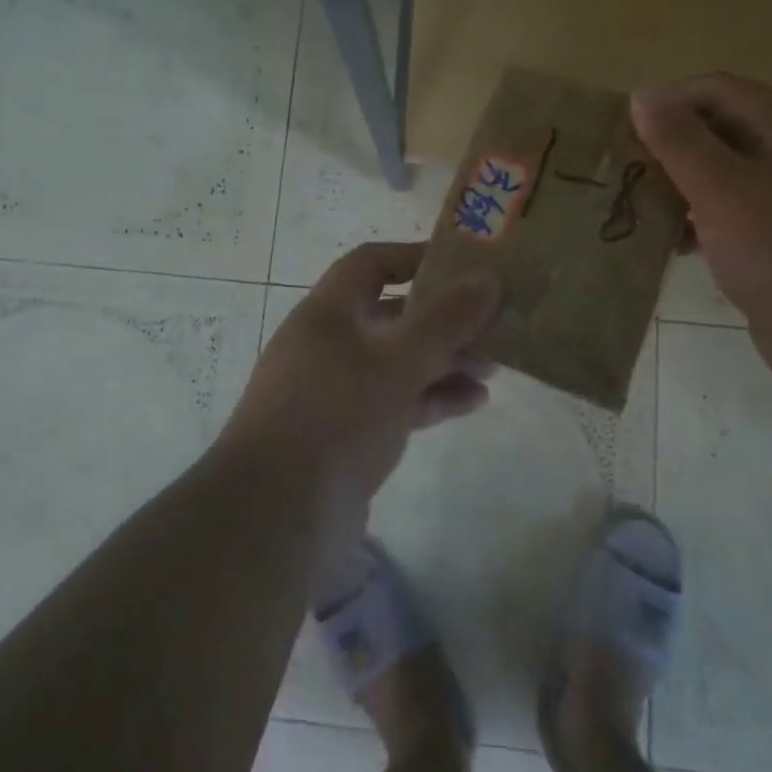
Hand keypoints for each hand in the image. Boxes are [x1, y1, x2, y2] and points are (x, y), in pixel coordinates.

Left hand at [222, 242, 498, 507]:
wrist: (278, 514)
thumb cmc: (336, 415)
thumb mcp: (397, 361)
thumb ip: (445, 321)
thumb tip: (488, 278)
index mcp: (327, 313)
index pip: (370, 263)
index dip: (415, 258)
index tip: (464, 265)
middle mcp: (328, 344)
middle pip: (391, 316)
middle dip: (442, 319)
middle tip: (492, 324)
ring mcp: (335, 391)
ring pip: (397, 363)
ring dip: (443, 361)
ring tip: (494, 367)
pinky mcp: (346, 434)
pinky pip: (395, 403)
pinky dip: (431, 399)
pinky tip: (473, 403)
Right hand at [632, 73, 771, 391]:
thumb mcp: (722, 187)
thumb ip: (679, 140)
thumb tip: (643, 95)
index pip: (718, 90)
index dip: (669, 99)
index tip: (624, 128)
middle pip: (721, 132)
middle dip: (670, 146)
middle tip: (624, 170)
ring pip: (726, 180)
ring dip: (681, 188)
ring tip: (638, 207)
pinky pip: (735, 221)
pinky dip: (701, 225)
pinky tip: (675, 247)